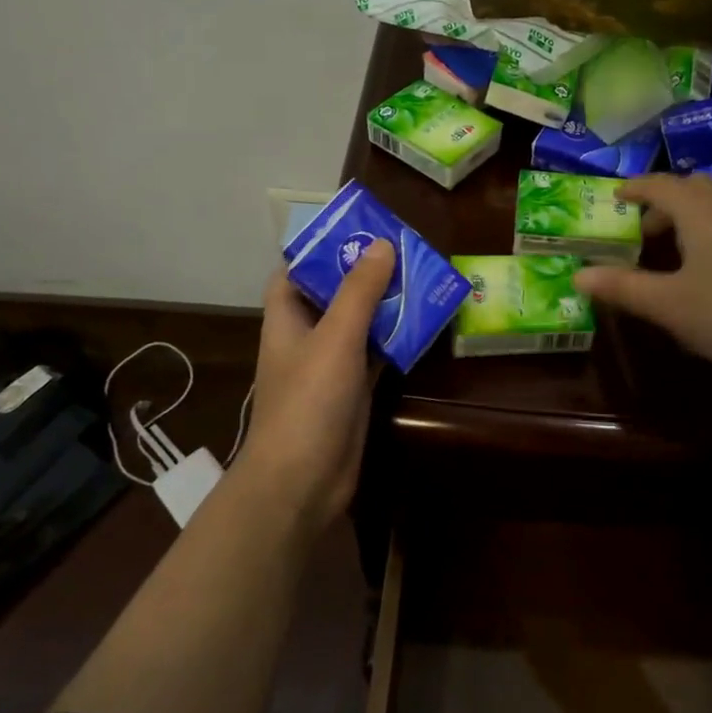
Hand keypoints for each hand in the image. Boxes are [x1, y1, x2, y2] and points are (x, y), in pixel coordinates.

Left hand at [234, 242, 394, 531]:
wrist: (302, 481)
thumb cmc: (308, 401)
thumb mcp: (336, 337)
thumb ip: (359, 291)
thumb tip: (381, 244)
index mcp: (287, 318)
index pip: (295, 272)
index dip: (320, 250)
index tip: (356, 231)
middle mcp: (306, 337)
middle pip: (333, 294)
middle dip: (364, 273)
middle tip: (403, 249)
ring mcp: (330, 365)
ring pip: (359, 323)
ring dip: (385, 304)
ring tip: (421, 277)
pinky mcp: (352, 389)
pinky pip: (376, 352)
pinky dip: (396, 338)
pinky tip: (424, 322)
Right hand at [573, 173, 711, 366]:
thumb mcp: (665, 303)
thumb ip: (620, 286)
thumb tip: (577, 277)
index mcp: (698, 208)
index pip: (659, 184)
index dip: (635, 189)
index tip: (617, 197)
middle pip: (690, 188)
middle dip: (663, 203)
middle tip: (644, 231)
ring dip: (692, 212)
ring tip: (678, 244)